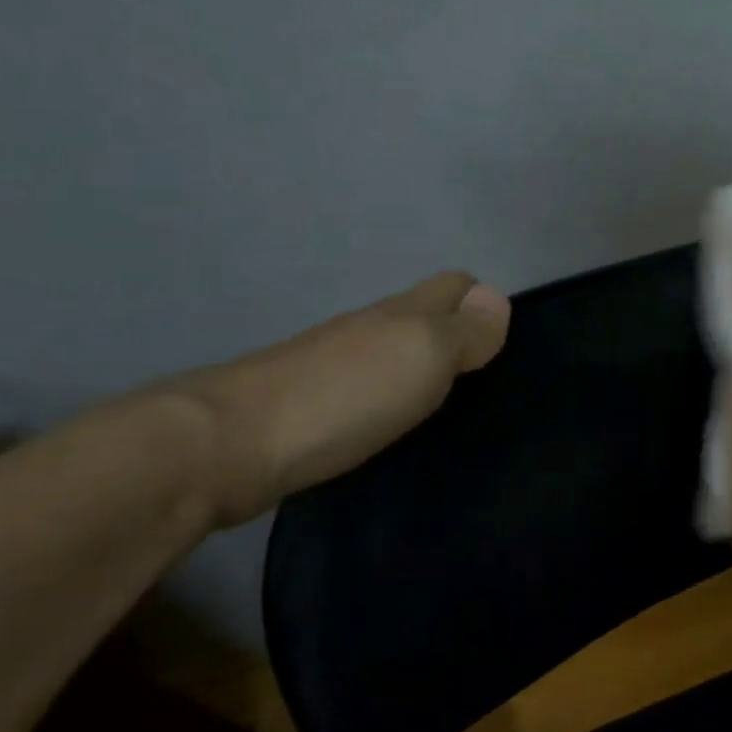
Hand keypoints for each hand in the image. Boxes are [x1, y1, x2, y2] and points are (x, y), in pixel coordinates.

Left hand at [168, 272, 510, 528]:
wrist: (227, 446)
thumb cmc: (345, 394)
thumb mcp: (424, 354)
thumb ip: (465, 330)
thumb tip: (497, 299)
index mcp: (400, 313)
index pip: (453, 285)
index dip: (482, 302)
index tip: (504, 342)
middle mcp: (366, 330)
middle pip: (421, 317)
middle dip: (455, 334)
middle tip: (486, 379)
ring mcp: (330, 367)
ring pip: (390, 352)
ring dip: (419, 368)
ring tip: (448, 406)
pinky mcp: (305, 408)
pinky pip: (363, 388)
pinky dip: (387, 398)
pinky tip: (392, 426)